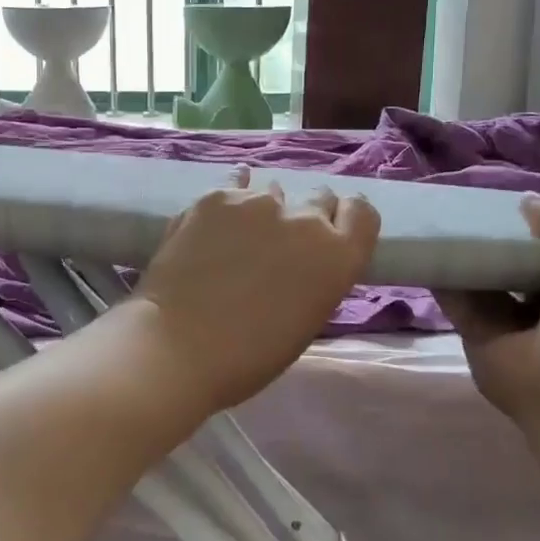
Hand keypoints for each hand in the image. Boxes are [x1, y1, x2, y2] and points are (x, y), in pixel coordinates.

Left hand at [133, 167, 379, 415]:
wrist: (178, 346)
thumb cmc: (249, 356)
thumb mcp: (306, 318)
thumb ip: (316, 276)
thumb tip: (302, 257)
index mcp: (338, 256)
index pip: (361, 213)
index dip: (345, 220)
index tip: (330, 232)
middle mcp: (306, 219)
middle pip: (319, 198)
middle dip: (306, 215)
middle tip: (281, 241)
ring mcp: (259, 202)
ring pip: (273, 192)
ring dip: (265, 210)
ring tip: (240, 234)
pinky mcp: (217, 196)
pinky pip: (234, 185)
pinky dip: (231, 198)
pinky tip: (220, 211)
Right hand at [437, 197, 539, 427]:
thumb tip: (526, 205)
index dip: (534, 222)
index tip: (506, 199)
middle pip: (512, 259)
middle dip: (494, 235)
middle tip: (463, 202)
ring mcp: (510, 320)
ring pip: (481, 276)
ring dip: (464, 251)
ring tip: (436, 215)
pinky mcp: (475, 334)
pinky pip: (455, 297)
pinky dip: (440, 274)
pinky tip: (423, 245)